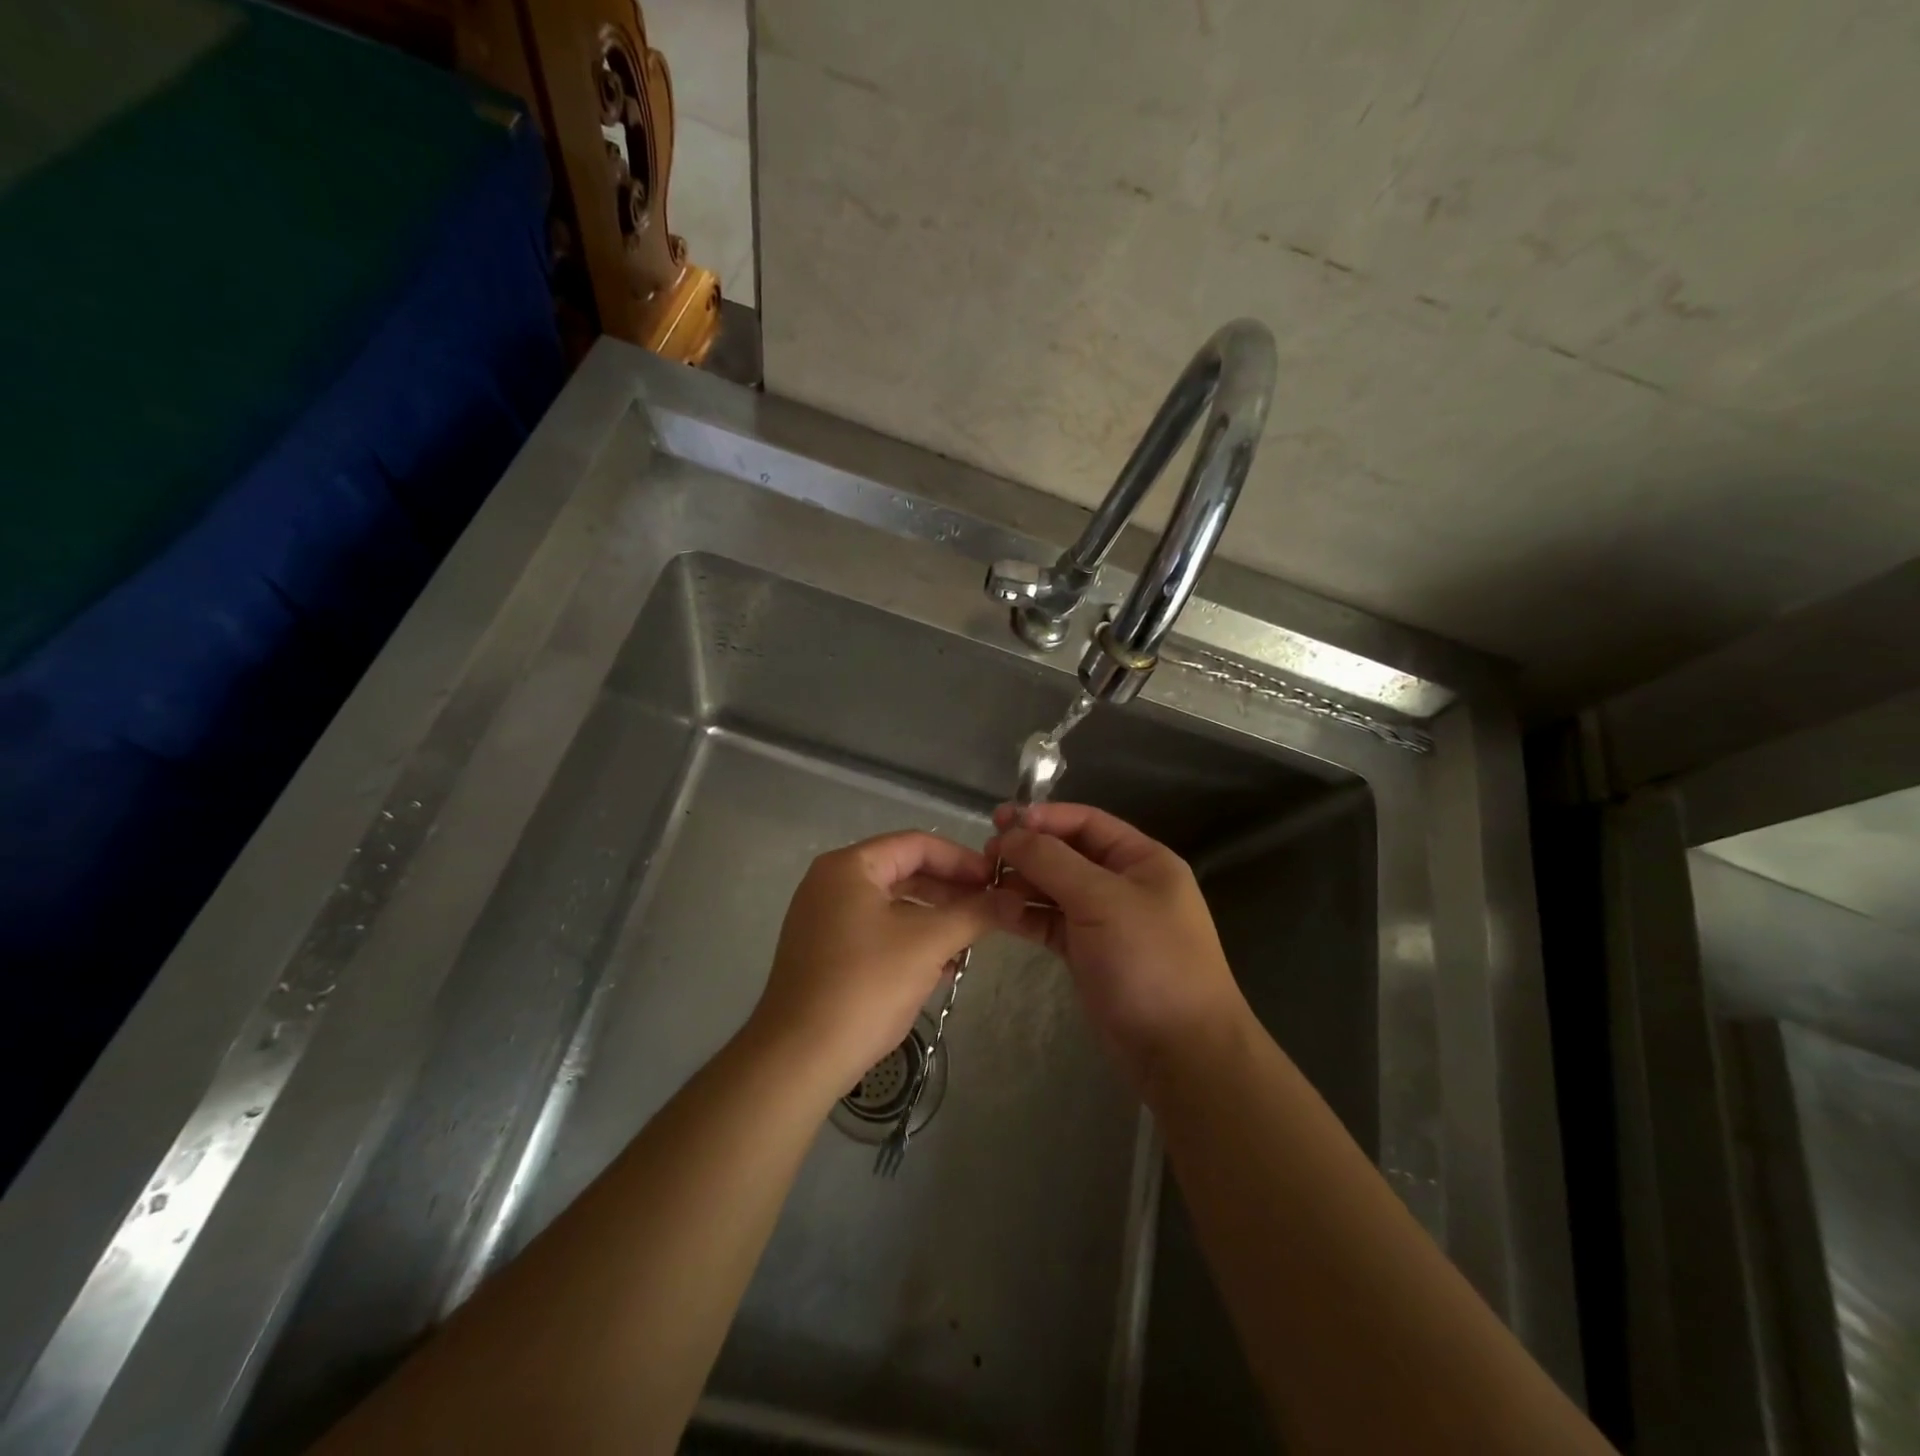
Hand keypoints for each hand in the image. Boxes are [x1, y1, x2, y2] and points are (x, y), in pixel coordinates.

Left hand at [747, 831, 1022, 1098]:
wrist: (799, 1058)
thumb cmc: (866, 985)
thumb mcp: (928, 943)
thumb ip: (974, 914)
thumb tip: (1015, 898)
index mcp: (849, 866)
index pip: (917, 844)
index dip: (962, 860)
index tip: (997, 881)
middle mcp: (831, 883)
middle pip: (904, 873)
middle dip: (950, 892)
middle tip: (990, 911)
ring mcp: (823, 919)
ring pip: (892, 906)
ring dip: (934, 920)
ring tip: (971, 941)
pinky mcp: (824, 954)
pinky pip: (876, 932)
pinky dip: (909, 941)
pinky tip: (941, 966)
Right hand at [986, 803, 1247, 1084]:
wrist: (1180, 1051)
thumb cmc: (1150, 961)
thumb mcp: (1103, 901)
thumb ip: (1053, 861)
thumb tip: (1011, 832)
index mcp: (1142, 860)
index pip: (1087, 822)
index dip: (1044, 818)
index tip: (1001, 821)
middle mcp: (1123, 883)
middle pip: (1067, 854)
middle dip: (1028, 851)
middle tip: (985, 855)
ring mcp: (1104, 920)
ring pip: (1054, 889)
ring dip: (1021, 884)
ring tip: (984, 884)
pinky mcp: (1087, 952)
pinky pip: (1050, 922)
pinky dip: (1025, 915)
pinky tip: (997, 912)